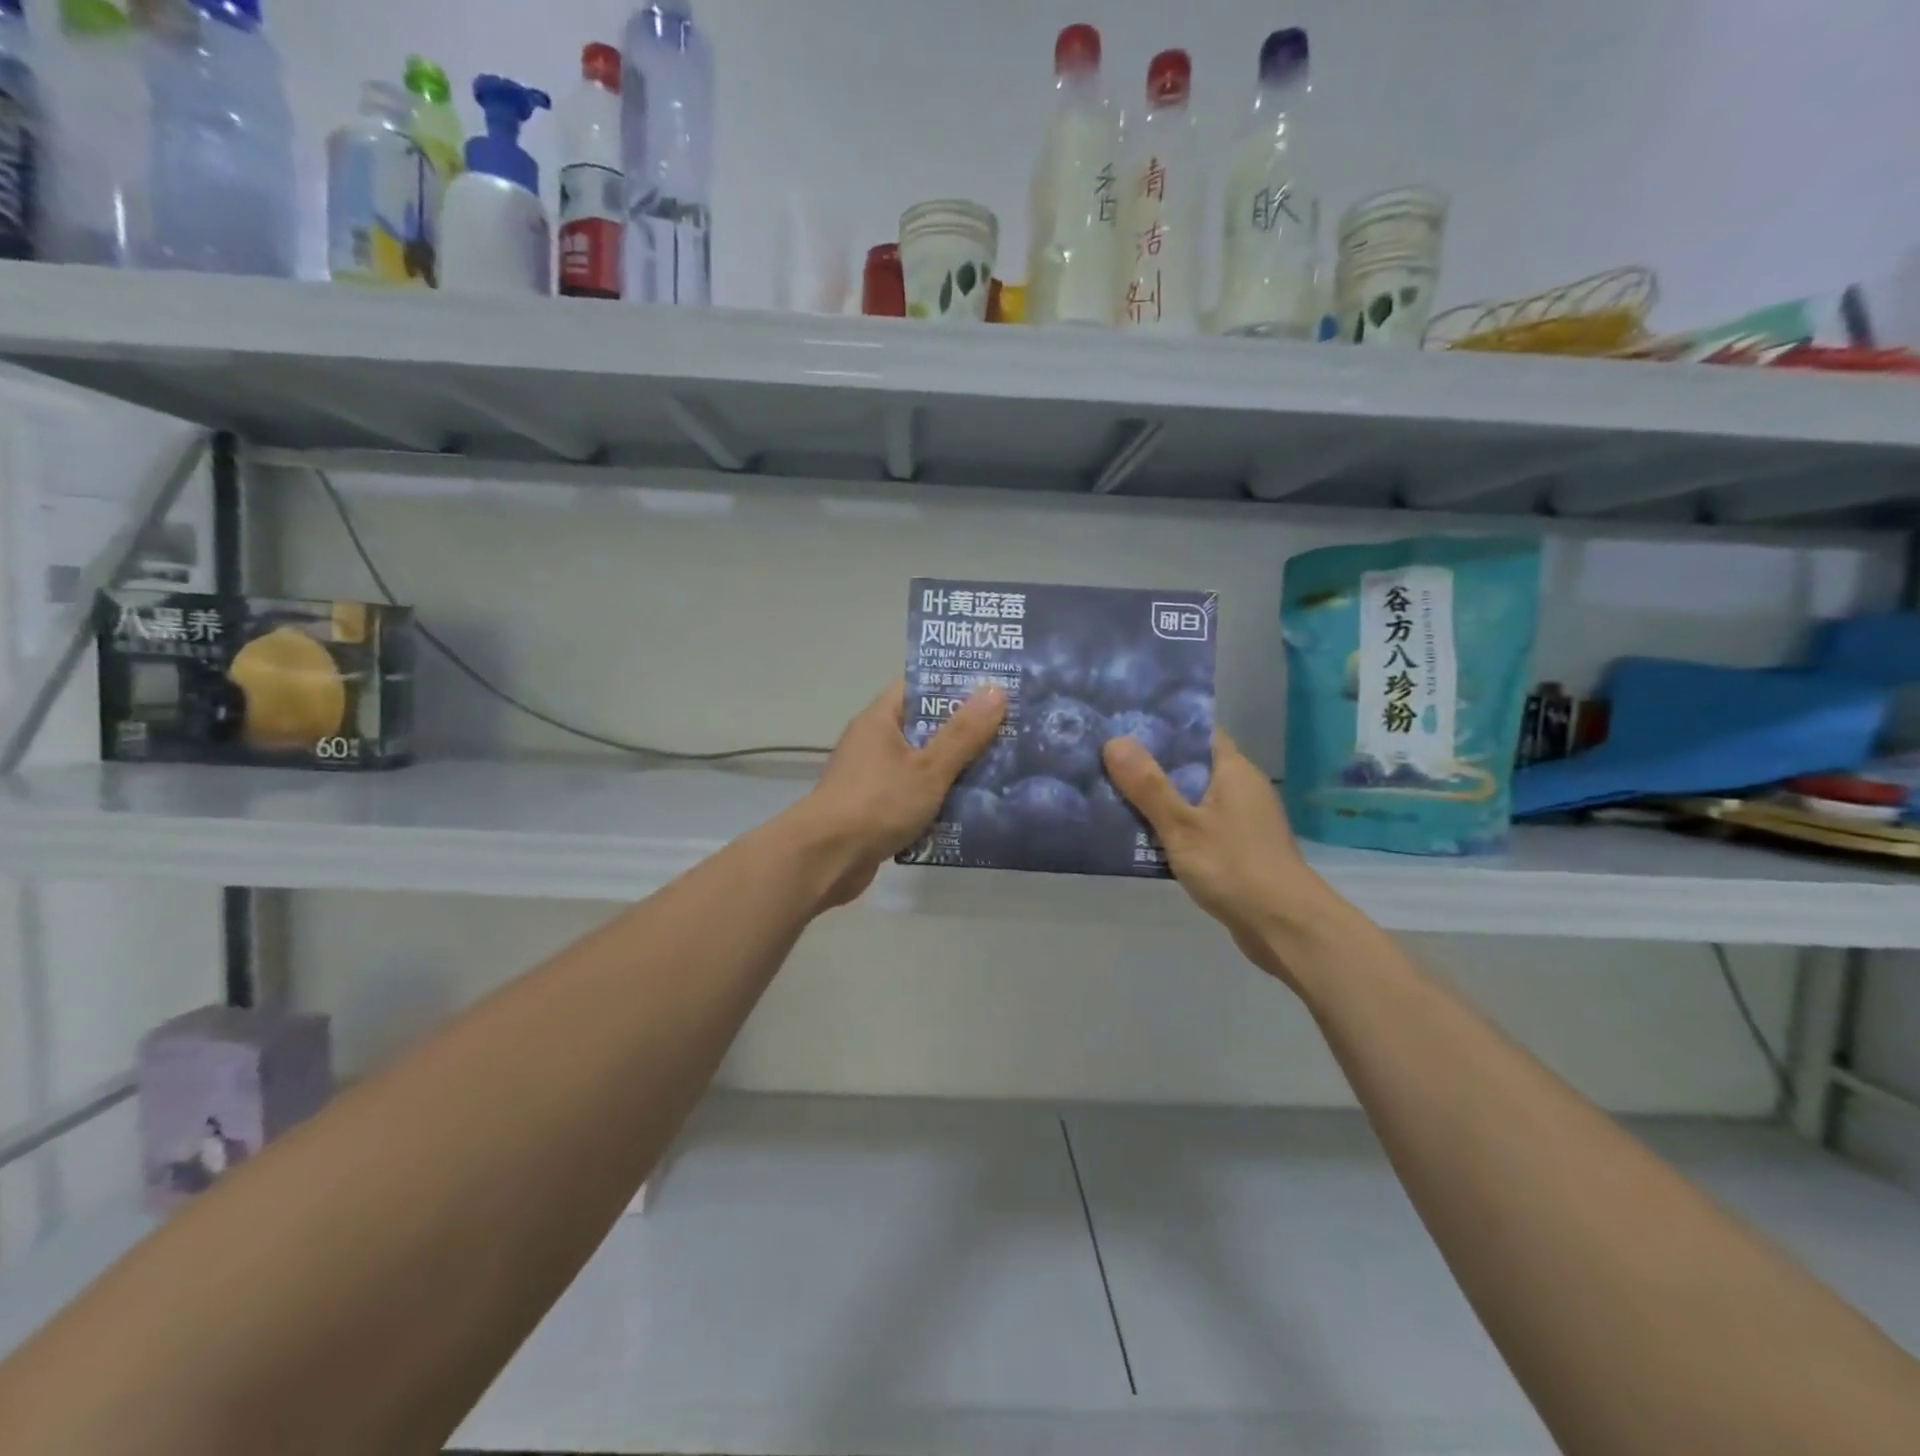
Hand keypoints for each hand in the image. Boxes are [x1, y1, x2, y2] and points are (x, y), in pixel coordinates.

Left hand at [792, 679, 1006, 907]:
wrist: (826, 859)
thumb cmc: (877, 803)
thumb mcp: (928, 767)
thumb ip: (963, 733)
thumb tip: (996, 689)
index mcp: (881, 719)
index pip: (920, 687)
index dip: (956, 684)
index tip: (995, 688)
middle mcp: (874, 742)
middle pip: (925, 726)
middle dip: (965, 730)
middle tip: (1011, 730)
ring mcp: (873, 777)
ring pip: (923, 764)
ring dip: (955, 769)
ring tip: (1003, 768)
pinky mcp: (876, 809)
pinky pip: (915, 795)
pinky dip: (939, 800)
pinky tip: (973, 808)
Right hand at [1102, 730, 1343, 985]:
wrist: (1285, 927)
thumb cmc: (1234, 867)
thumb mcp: (1182, 824)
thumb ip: (1148, 785)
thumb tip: (1114, 740)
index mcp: (1233, 769)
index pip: (1197, 731)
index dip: (1161, 725)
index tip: (1122, 722)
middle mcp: (1239, 787)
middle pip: (1189, 764)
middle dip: (1149, 763)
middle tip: (1103, 757)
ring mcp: (1240, 820)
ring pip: (1189, 797)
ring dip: (1156, 798)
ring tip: (1109, 791)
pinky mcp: (1235, 849)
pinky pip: (1195, 825)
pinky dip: (1169, 825)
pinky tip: (1138, 834)